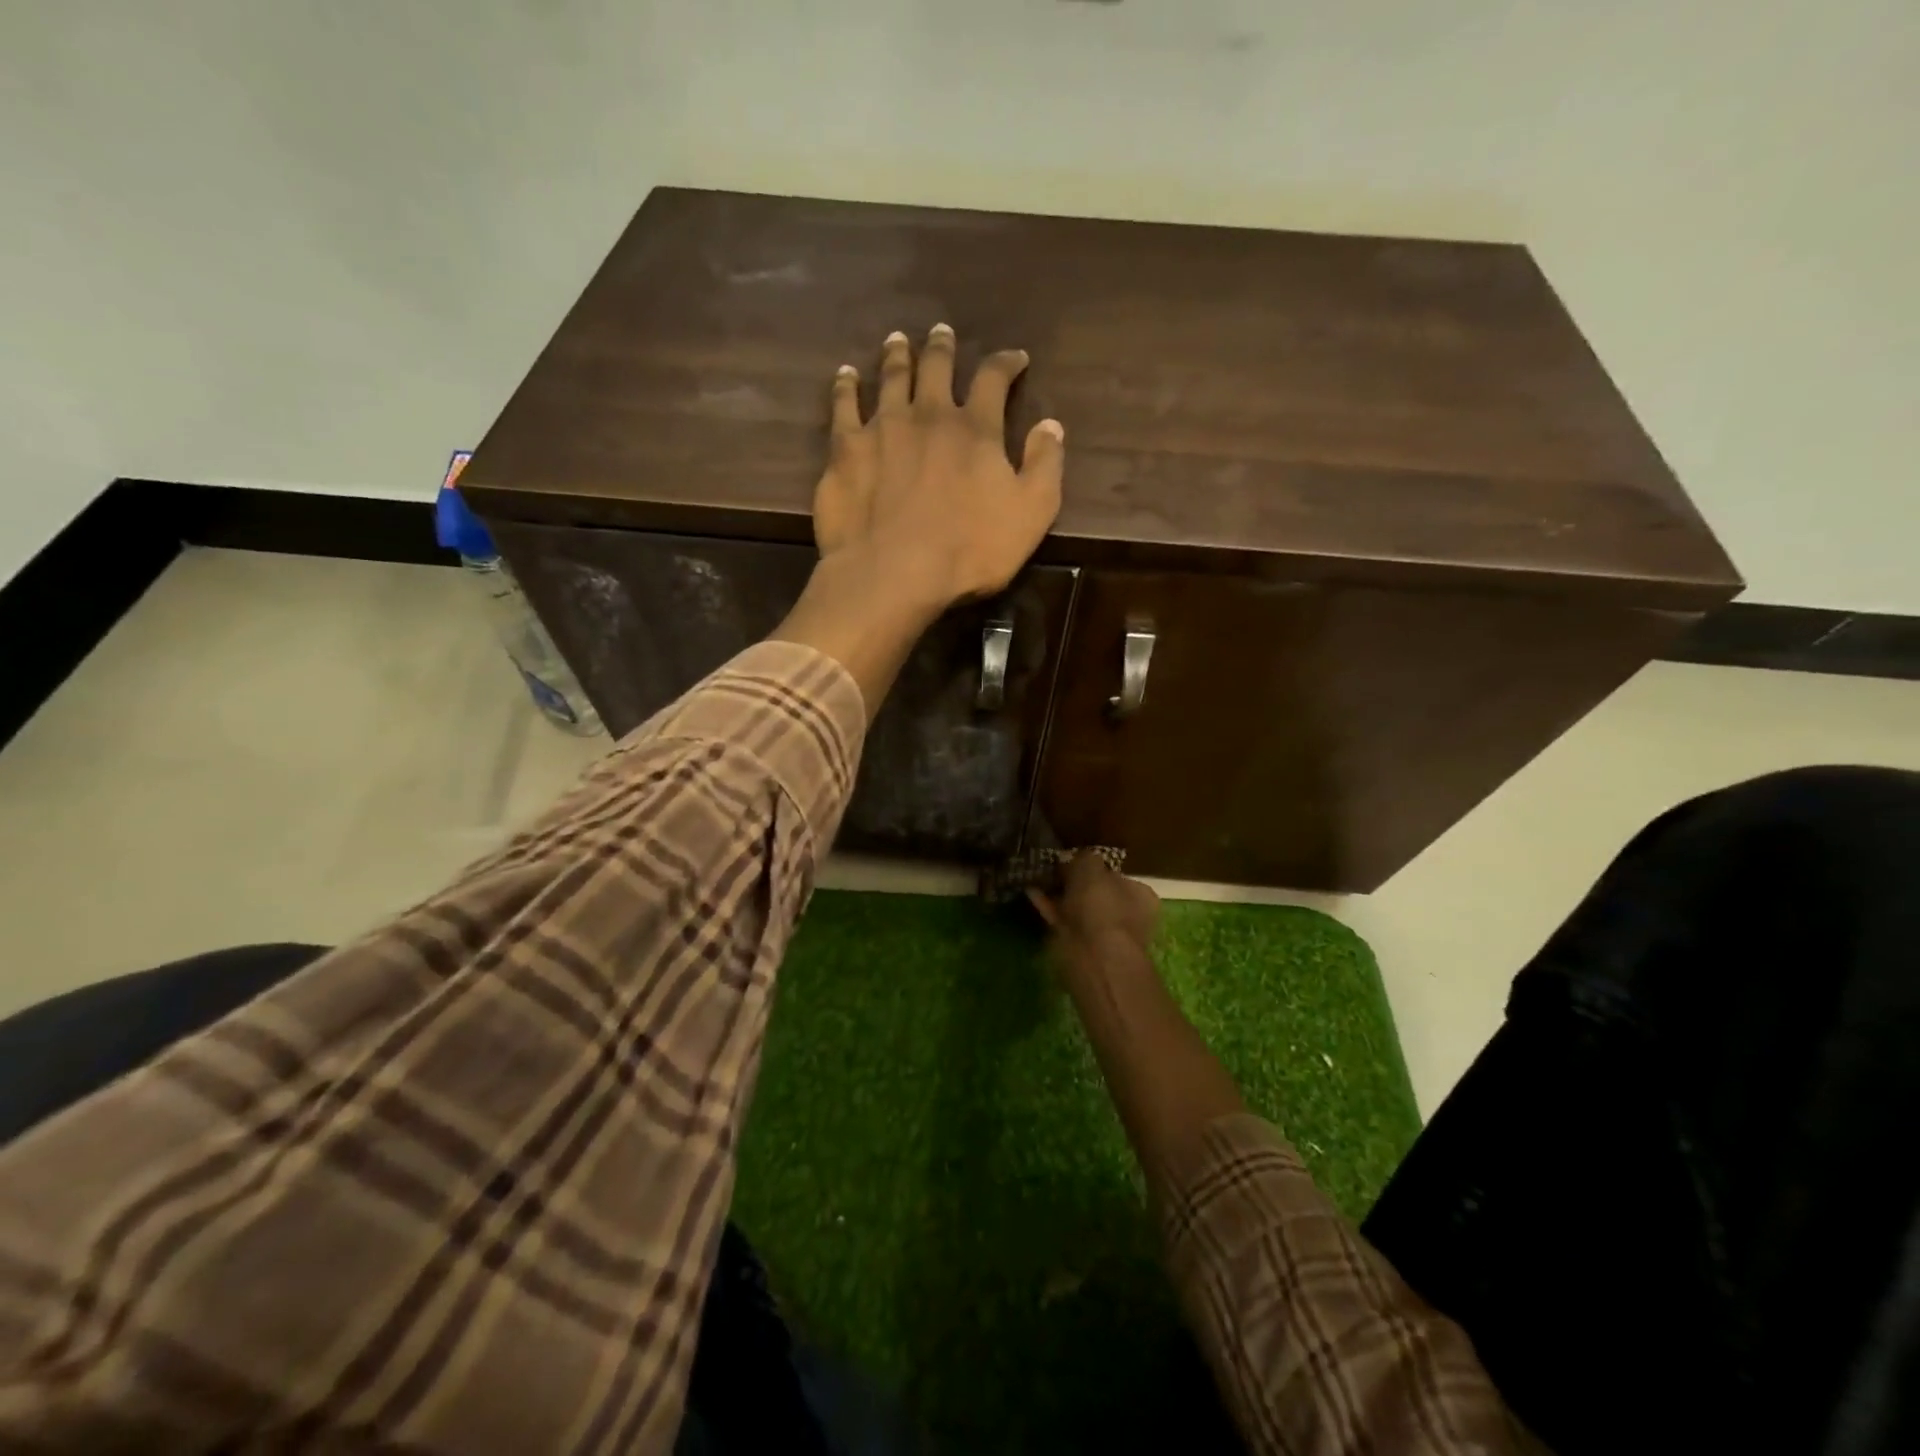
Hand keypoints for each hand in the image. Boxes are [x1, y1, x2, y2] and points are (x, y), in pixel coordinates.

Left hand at [815, 324, 1064, 606]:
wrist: (893, 572)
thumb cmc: (969, 550)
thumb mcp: (1030, 514)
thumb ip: (1045, 466)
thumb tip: (1051, 425)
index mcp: (975, 429)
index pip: (994, 379)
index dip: (1006, 363)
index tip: (1015, 358)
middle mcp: (928, 415)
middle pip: (936, 367)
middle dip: (943, 347)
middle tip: (942, 332)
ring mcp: (882, 428)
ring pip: (891, 378)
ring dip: (897, 356)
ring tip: (898, 341)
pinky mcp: (845, 449)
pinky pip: (844, 406)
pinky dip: (846, 386)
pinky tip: (846, 375)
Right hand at [1029, 853, 1161, 961]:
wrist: (1094, 955)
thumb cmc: (1101, 905)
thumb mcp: (1091, 866)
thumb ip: (1084, 857)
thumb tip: (1076, 858)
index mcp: (1139, 894)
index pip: (1117, 875)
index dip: (1094, 866)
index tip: (1072, 859)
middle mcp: (1126, 915)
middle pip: (1097, 893)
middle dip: (1075, 883)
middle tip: (1053, 869)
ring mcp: (1104, 934)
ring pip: (1078, 908)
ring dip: (1060, 895)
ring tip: (1038, 877)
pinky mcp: (1081, 947)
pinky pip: (1063, 920)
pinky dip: (1048, 907)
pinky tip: (1031, 892)